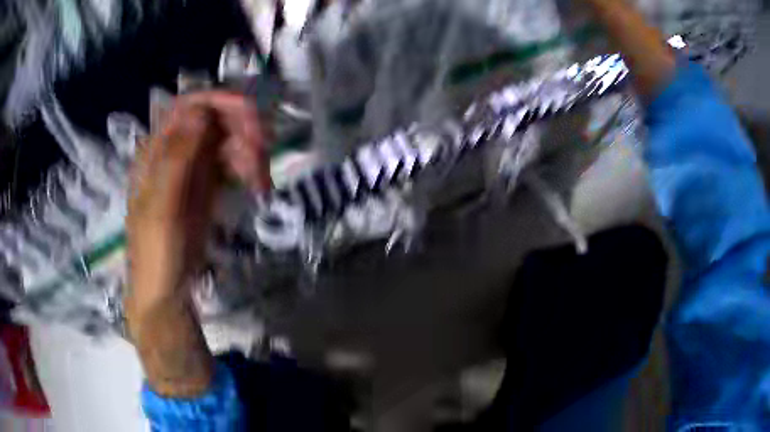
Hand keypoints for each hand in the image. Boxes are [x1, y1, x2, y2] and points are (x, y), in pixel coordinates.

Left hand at [125, 92, 269, 396]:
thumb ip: (176, 158)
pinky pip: (232, 164)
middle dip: (242, 129)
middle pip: (213, 119)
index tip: (250, 112)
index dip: (219, 101)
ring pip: (227, 141)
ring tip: (262, 182)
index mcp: (155, 150)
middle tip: (264, 151)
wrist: (165, 290)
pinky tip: (259, 188)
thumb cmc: (156, 251)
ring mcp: (192, 167)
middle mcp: (174, 151)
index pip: (188, 106)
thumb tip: (200, 112)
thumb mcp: (162, 207)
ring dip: (250, 153)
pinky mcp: (207, 185)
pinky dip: (249, 170)